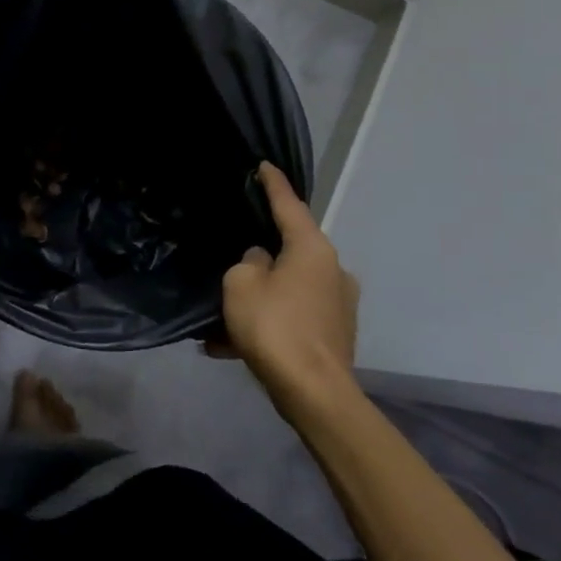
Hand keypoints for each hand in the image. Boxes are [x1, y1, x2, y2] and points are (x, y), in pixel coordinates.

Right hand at [213, 162, 359, 409]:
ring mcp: (338, 304)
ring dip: (259, 298)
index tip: (264, 165)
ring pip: (287, 288)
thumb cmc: (275, 327)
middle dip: (259, 256)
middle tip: (231, 258)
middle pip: (289, 250)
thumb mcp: (241, 284)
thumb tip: (262, 261)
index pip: (289, 205)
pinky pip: (293, 317)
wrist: (314, 394)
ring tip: (221, 318)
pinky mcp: (334, 334)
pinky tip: (230, 346)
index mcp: (312, 249)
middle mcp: (332, 270)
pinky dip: (267, 323)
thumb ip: (248, 262)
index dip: (273, 184)